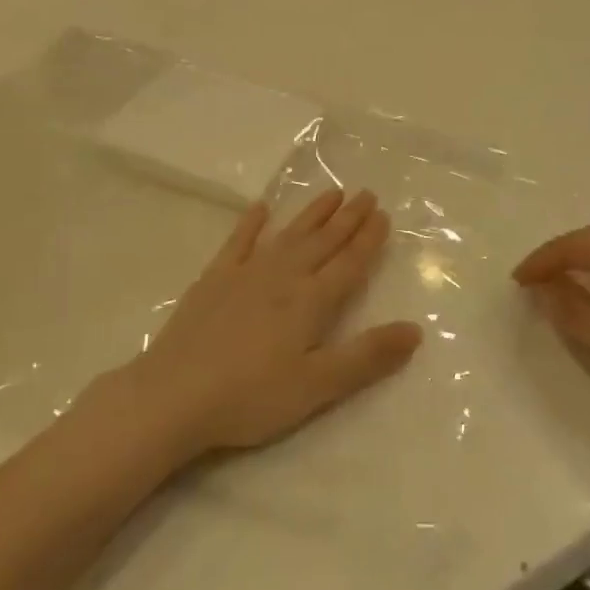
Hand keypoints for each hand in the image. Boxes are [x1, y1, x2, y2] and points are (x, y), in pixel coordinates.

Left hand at [127, 189, 422, 458]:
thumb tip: (416, 330)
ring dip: (312, 214)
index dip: (368, 240)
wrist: (174, 395)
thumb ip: (367, 357)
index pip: (349, 264)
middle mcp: (283, 277)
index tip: (383, 215)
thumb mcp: (317, 386)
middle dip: (347, 219)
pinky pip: (239, 241)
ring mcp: (246, 273)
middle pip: (323, 242)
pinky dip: (251, 223)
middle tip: (366, 194)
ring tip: (332, 193)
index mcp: (310, 302)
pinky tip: (260, 208)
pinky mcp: (214, 279)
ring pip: (289, 235)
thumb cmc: (251, 397)